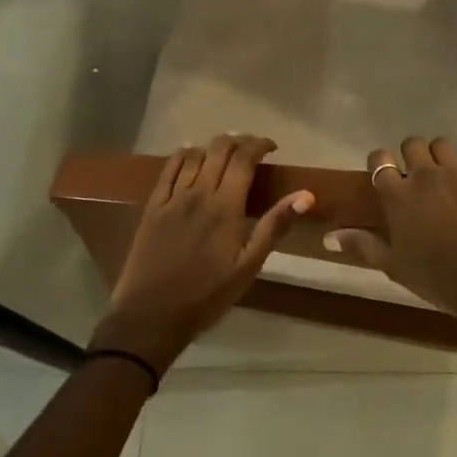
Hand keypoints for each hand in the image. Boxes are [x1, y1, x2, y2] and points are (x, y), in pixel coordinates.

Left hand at [91, 134, 311, 373]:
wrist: (151, 315)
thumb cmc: (207, 295)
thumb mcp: (249, 266)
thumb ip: (274, 226)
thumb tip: (305, 195)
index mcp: (226, 206)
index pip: (244, 159)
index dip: (259, 145)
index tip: (272, 148)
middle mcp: (198, 193)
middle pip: (219, 149)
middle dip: (238, 141)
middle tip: (251, 150)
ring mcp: (172, 198)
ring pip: (193, 155)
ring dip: (212, 147)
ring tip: (224, 153)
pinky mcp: (153, 207)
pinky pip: (167, 169)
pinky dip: (182, 155)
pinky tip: (189, 154)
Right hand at [328, 136, 456, 337]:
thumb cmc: (436, 277)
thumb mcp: (393, 266)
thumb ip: (362, 245)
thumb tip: (328, 236)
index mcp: (397, 195)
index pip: (379, 159)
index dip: (382, 162)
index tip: (389, 174)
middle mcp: (425, 174)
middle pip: (412, 144)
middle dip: (414, 156)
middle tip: (421, 176)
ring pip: (443, 144)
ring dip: (442, 157)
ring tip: (449, 175)